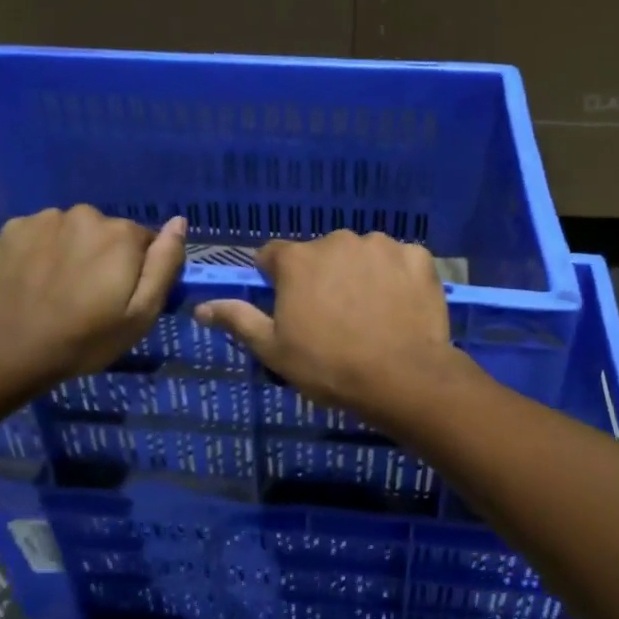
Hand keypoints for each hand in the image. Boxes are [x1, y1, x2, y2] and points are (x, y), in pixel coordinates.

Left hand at [0, 206, 186, 390]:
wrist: (12, 349)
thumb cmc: (87, 337)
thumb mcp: (142, 312)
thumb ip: (165, 263)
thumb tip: (178, 222)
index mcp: (122, 234)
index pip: (144, 241)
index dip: (137, 269)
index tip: (121, 296)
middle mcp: (86, 214)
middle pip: (106, 233)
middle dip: (104, 256)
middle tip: (89, 295)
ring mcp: (45, 218)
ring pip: (72, 231)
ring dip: (72, 250)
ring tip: (59, 287)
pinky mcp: (13, 228)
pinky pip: (40, 234)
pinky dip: (41, 250)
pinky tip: (34, 278)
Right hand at [194, 231, 461, 426]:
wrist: (403, 377)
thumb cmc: (329, 366)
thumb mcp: (273, 350)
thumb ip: (238, 319)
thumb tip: (201, 307)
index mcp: (297, 259)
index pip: (273, 256)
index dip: (277, 281)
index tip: (288, 307)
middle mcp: (337, 240)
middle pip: (320, 254)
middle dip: (322, 277)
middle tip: (333, 317)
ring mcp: (381, 245)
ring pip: (361, 254)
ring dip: (360, 273)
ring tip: (371, 313)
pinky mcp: (417, 256)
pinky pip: (400, 261)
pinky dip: (397, 277)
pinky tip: (400, 306)